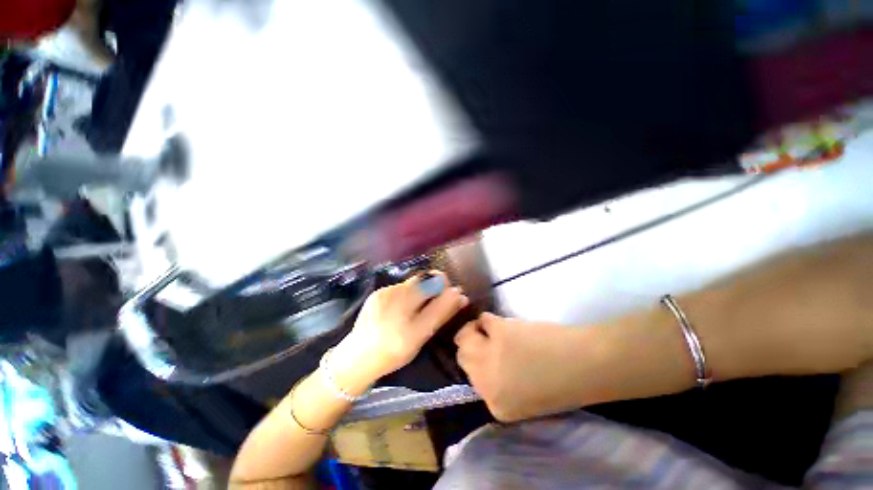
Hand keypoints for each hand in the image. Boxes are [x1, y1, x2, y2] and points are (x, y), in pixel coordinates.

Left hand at [333, 272, 468, 385]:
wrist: (357, 354)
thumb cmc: (393, 352)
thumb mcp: (419, 339)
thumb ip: (440, 316)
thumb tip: (459, 297)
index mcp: (410, 331)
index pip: (438, 305)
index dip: (450, 294)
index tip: (456, 291)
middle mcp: (397, 310)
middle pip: (425, 283)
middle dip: (436, 284)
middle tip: (438, 293)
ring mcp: (385, 296)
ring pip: (413, 283)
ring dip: (421, 287)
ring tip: (417, 302)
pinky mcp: (378, 292)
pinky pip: (401, 286)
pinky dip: (407, 291)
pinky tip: (401, 303)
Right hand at [455, 313, 580, 421]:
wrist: (586, 365)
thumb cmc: (560, 384)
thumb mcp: (523, 397)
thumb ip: (498, 383)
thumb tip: (483, 359)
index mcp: (496, 406)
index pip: (472, 381)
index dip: (478, 365)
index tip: (487, 357)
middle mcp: (487, 383)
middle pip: (463, 357)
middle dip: (471, 346)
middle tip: (484, 340)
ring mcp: (490, 356)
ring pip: (464, 337)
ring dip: (475, 330)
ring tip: (492, 331)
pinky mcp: (499, 332)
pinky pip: (483, 319)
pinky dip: (489, 319)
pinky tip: (504, 324)